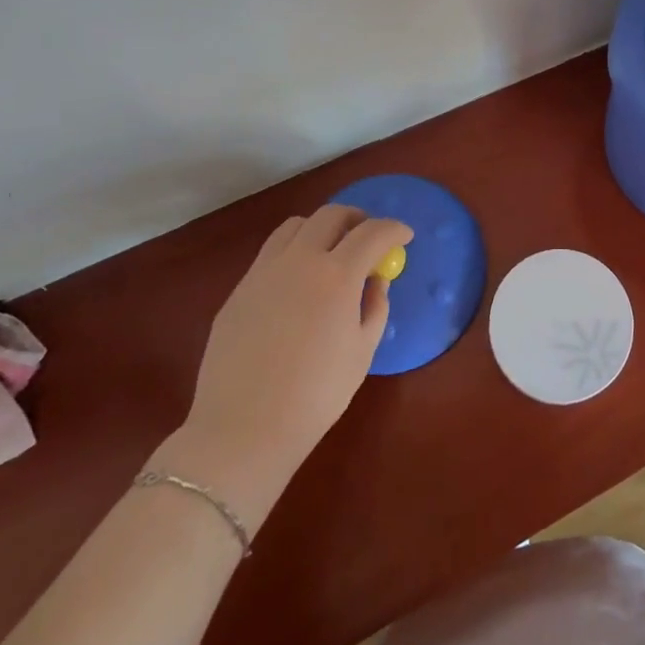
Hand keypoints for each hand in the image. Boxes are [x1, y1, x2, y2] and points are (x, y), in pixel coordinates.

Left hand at [156, 206, 410, 519]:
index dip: (394, 229)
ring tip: (331, 251)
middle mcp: (299, 260)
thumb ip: (375, 307)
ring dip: (321, 228)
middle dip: (357, 219)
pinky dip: (293, 252)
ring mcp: (263, 271)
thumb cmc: (315, 396)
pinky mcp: (239, 289)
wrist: (242, 429)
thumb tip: (376, 280)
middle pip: (331, 215)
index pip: (373, 233)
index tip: (405, 235)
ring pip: (295, 225)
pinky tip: (298, 282)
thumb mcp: (362, 352)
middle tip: (369, 237)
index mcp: (336, 275)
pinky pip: (271, 253)